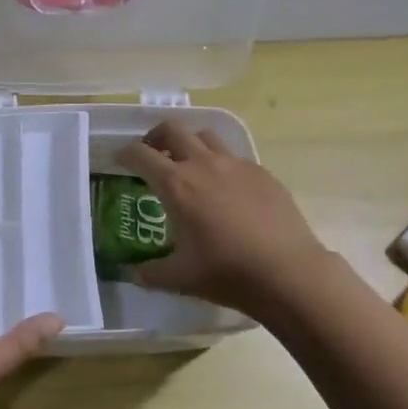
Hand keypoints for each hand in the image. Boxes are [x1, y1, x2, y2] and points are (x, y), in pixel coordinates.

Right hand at [114, 122, 332, 315]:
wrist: (288, 273)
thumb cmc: (227, 273)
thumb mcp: (179, 278)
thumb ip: (150, 272)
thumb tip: (133, 273)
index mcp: (176, 184)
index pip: (140, 154)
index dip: (124, 153)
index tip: (119, 160)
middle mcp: (203, 164)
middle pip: (172, 130)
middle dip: (155, 137)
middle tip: (151, 156)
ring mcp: (237, 165)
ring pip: (205, 136)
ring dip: (189, 144)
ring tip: (188, 166)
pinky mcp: (262, 173)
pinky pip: (234, 157)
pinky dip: (220, 163)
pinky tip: (225, 189)